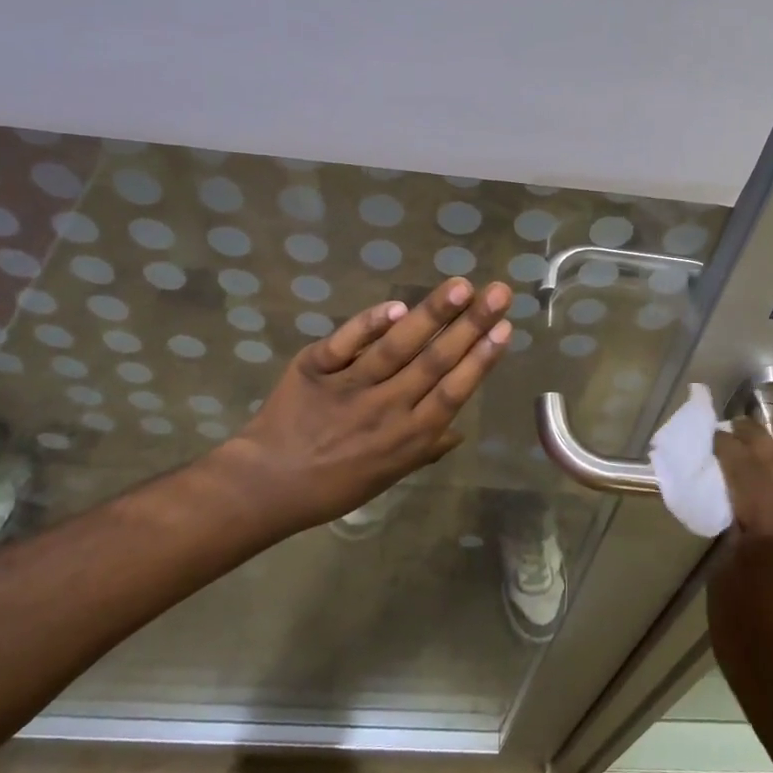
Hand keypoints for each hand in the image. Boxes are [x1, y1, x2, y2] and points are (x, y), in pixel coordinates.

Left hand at [211, 277, 513, 539]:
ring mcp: (349, 387)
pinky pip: (345, 343)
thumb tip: (458, 429)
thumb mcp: (387, 477)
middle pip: (434, 362)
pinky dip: (369, 323)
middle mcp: (386, 409)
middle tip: (498, 292)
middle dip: (471, 325)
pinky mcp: (315, 369)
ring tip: (460, 286)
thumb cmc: (334, 485)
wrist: (266, 484)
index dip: (481, 359)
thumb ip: (424, 449)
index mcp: (408, 437)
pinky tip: (397, 306)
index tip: (506, 328)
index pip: (453, 391)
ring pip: (397, 347)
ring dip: (431, 314)